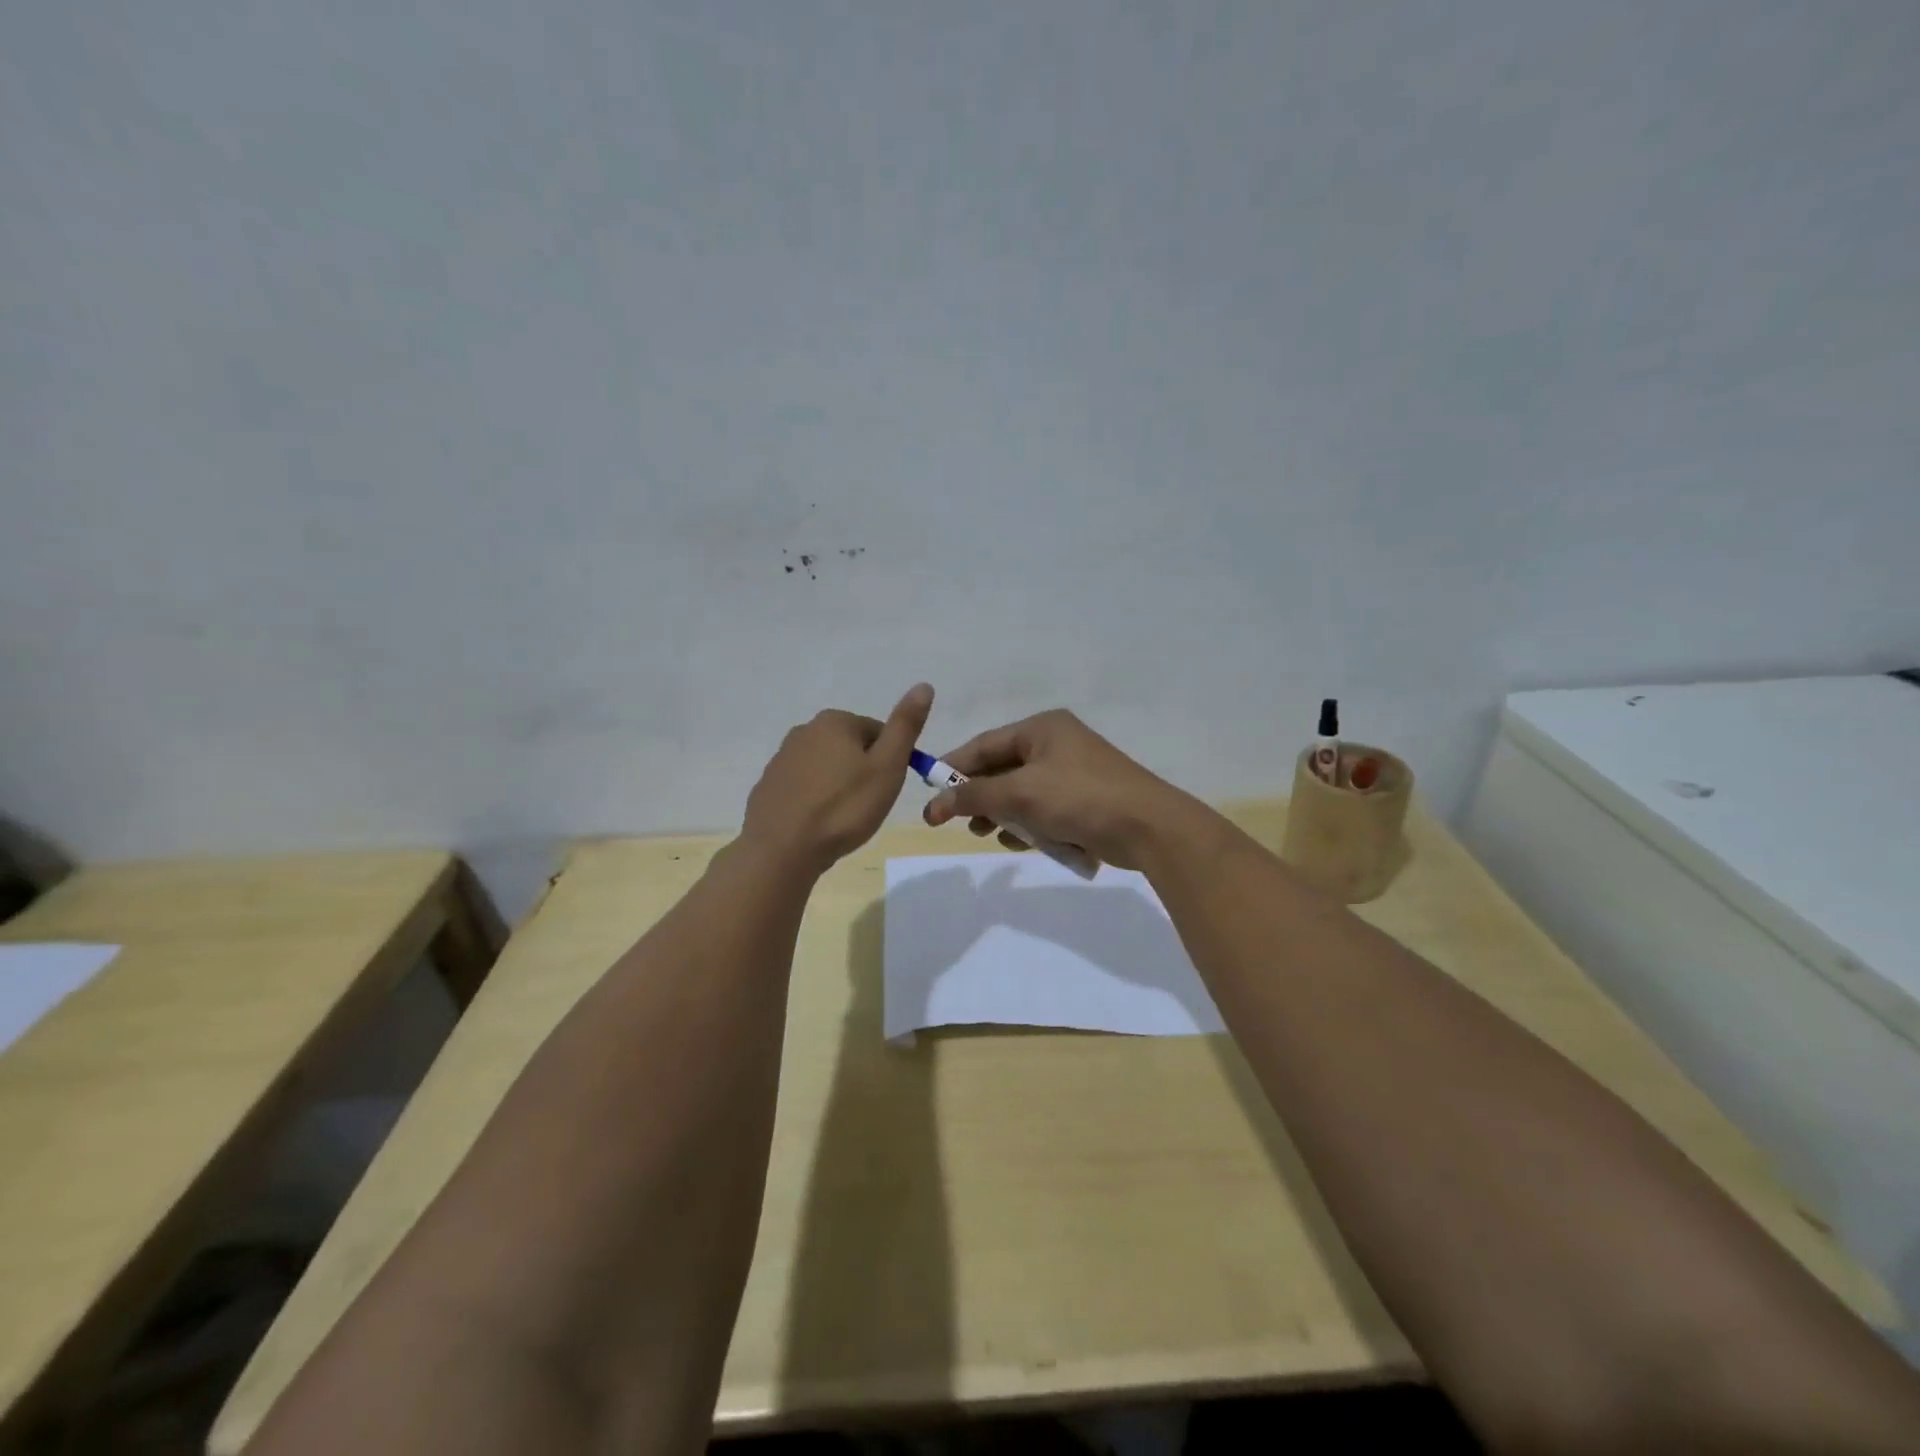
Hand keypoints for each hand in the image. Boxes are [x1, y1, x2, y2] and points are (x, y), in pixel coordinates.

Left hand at [742, 684, 933, 873]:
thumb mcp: (887, 767)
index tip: (886, 789)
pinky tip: (818, 825)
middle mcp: (804, 730)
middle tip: (867, 806)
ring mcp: (782, 758)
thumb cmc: (844, 808)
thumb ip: (905, 726)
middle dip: (862, 772)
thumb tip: (924, 685)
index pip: (878, 733)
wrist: (782, 849)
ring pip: (826, 767)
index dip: (889, 762)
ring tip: (843, 819)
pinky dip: (815, 800)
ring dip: (838, 786)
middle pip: (850, 748)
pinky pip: (804, 787)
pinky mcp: (768, 785)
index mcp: (835, 721)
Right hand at [922, 709, 1211, 870]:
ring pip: (1022, 793)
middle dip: (980, 797)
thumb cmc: (1080, 798)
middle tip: (961, 823)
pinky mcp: (1086, 800)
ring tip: (991, 835)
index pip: (984, 744)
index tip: (930, 794)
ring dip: (1004, 814)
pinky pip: (1044, 809)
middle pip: (1002, 769)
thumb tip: (936, 805)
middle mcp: (1057, 744)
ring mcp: (1074, 772)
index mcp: (1042, 728)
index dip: (954, 768)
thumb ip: (974, 797)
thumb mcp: (1020, 794)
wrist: (1148, 827)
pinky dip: (1030, 824)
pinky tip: (1023, 843)